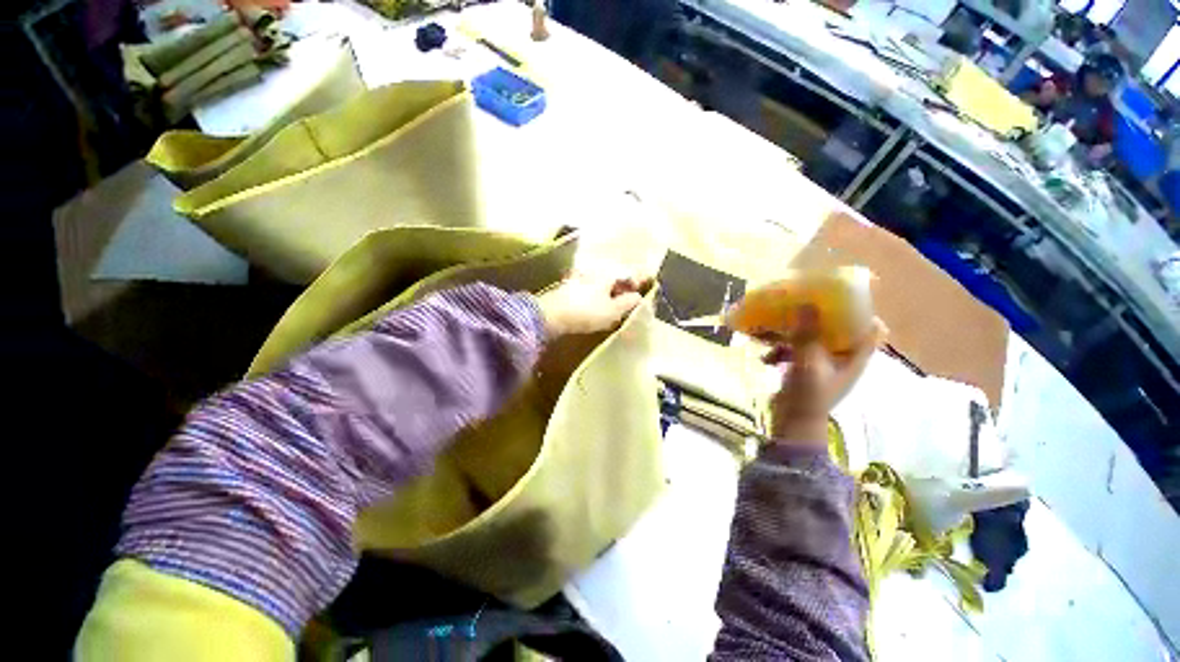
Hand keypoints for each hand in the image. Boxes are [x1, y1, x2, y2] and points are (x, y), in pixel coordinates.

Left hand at [535, 272, 651, 336]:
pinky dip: (599, 293)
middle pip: (614, 276)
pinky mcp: (569, 288)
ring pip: (602, 282)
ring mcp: (580, 278)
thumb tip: (639, 297)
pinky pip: (591, 287)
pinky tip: (599, 303)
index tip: (650, 280)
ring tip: (618, 302)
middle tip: (634, 294)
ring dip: (612, 290)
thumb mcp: (611, 311)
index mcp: (607, 274)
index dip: (640, 277)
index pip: (628, 272)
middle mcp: (594, 271)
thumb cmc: (585, 312)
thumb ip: (627, 303)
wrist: (550, 315)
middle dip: (625, 284)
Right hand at [762, 307, 884, 445]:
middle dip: (817, 317)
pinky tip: (765, 358)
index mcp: (853, 357)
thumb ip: (807, 334)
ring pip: (811, 339)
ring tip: (772, 331)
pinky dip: (781, 350)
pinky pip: (794, 351)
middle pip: (836, 329)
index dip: (860, 312)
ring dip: (792, 334)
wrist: (793, 424)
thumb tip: (806, 303)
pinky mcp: (803, 369)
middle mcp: (841, 358)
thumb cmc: (808, 395)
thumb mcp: (807, 362)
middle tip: (800, 304)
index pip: (871, 329)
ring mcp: (821, 364)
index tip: (840, 298)